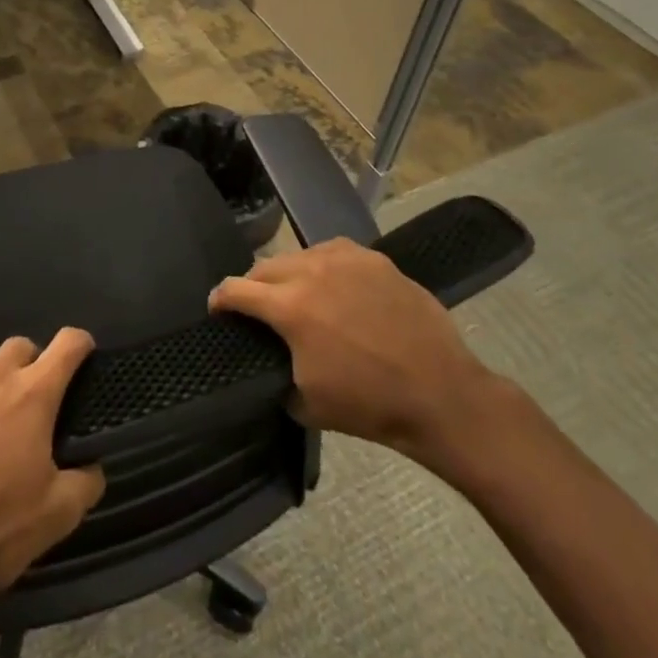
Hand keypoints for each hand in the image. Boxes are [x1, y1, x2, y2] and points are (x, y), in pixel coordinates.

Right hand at [209, 239, 503, 474]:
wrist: (440, 393)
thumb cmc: (369, 404)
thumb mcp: (307, 403)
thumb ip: (277, 374)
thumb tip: (271, 362)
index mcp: (288, 307)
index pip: (235, 290)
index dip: (219, 300)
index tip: (216, 308)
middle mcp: (310, 270)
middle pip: (264, 267)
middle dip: (253, 286)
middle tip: (256, 307)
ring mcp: (344, 258)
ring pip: (299, 255)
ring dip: (289, 274)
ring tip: (298, 294)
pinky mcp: (373, 258)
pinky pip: (334, 252)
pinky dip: (324, 267)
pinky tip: (335, 286)